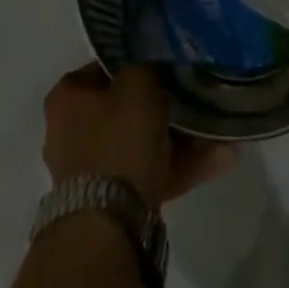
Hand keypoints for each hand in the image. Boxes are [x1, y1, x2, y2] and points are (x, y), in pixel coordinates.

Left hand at [42, 65, 238, 209]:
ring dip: (181, 139)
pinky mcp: (112, 205)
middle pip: (126, 108)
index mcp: (68, 97)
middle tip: (198, 99)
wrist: (109, 225)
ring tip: (220, 131)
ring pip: (143, 144)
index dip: (140, 62)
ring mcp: (91, 172)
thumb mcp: (138, 82)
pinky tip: (221, 157)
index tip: (170, 63)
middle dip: (166, 106)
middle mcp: (70, 132)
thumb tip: (158, 62)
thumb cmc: (118, 138)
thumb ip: (149, 65)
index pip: (107, 67)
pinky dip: (180, 166)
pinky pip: (151, 174)